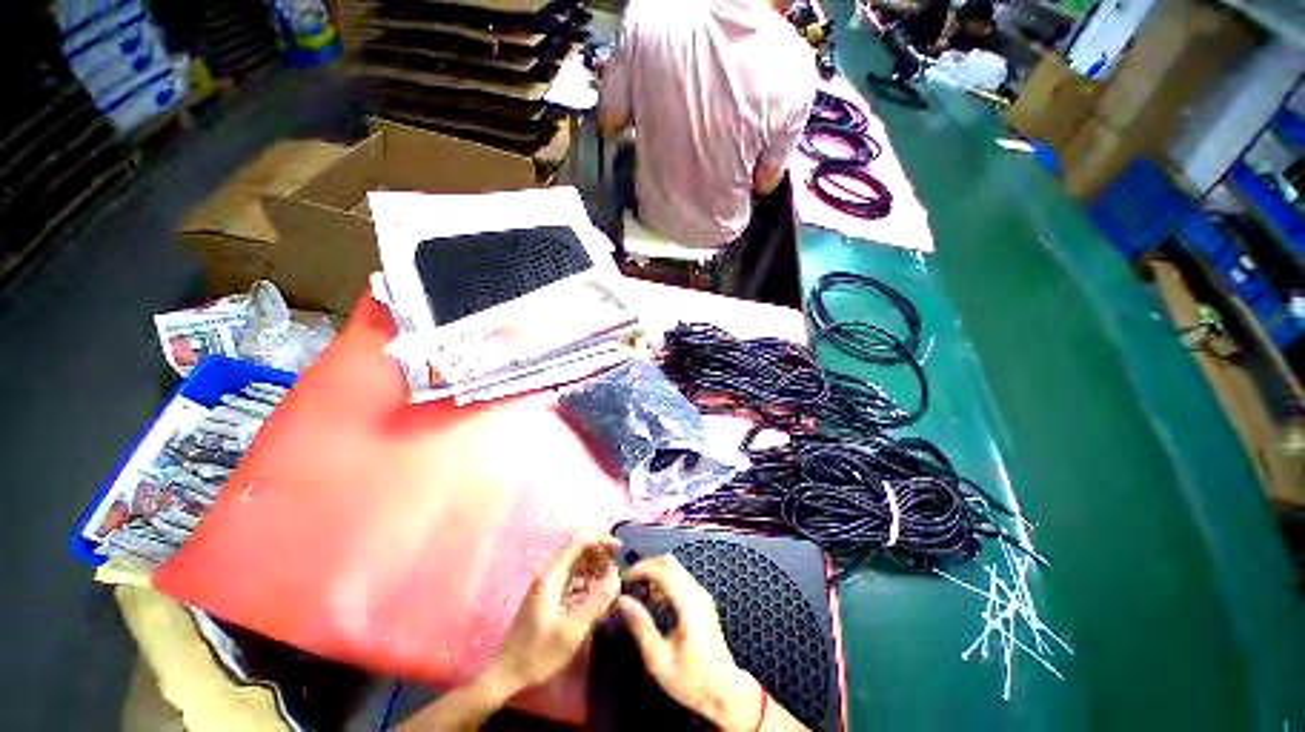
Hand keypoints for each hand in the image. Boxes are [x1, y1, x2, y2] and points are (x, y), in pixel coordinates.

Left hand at [486, 531, 620, 692]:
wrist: (506, 675)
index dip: (601, 539)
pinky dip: (588, 581)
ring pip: (576, 563)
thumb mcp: (572, 630)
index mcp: (552, 575)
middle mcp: (549, 573)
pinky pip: (573, 578)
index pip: (579, 541)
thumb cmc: (538, 654)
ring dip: (595, 567)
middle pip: (578, 549)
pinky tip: (598, 596)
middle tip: (618, 567)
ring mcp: (548, 584)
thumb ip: (597, 601)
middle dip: (600, 552)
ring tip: (612, 582)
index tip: (619, 549)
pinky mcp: (549, 596)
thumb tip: (617, 576)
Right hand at [618, 555, 760, 731]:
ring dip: (655, 574)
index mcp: (688, 603)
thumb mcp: (659, 659)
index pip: (662, 569)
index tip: (622, 578)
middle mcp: (696, 592)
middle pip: (669, 563)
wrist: (725, 692)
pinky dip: (664, 582)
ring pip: (675, 569)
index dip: (640, 568)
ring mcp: (702, 595)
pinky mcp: (702, 601)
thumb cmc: (691, 680)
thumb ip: (641, 626)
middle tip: (628, 582)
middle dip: (646, 567)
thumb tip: (622, 600)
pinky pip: (680, 579)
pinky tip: (654, 602)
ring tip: (638, 593)